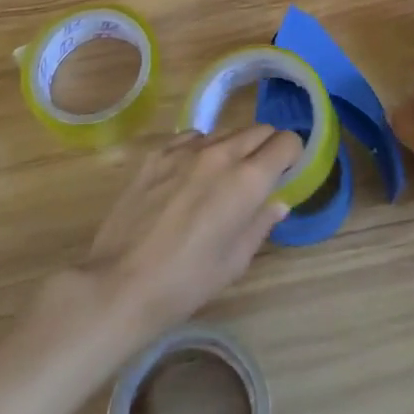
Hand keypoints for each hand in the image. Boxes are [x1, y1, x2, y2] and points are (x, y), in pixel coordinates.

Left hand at [79, 125, 301, 338]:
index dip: (292, 155)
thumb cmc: (186, 282)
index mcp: (248, 181)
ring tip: (221, 179)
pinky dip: (201, 149)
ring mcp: (186, 149)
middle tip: (259, 177)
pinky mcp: (158, 153)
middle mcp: (221, 154)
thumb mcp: (234, 262)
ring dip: (234, 148)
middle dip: (267, 147)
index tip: (286, 172)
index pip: (286, 142)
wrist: (120, 284)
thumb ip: (260, 224)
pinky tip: (189, 175)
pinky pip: (192, 137)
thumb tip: (277, 203)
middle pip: (259, 130)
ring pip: (225, 132)